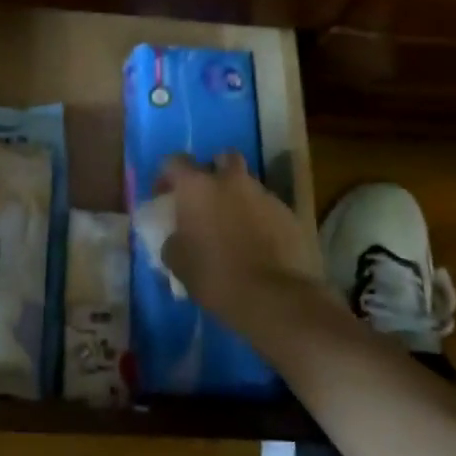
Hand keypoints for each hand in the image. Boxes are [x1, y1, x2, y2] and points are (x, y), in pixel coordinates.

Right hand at [155, 153, 326, 340]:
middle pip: (221, 159)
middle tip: (207, 199)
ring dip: (239, 196)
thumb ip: (173, 242)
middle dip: (214, 172)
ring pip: (248, 184)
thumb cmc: (216, 276)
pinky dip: (261, 218)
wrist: (275, 296)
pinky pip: (268, 207)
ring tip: (234, 226)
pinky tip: (259, 243)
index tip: (165, 196)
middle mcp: (231, 181)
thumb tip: (176, 239)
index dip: (167, 176)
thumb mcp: (178, 263)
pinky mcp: (289, 213)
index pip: (175, 161)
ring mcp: (264, 194)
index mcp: (197, 187)